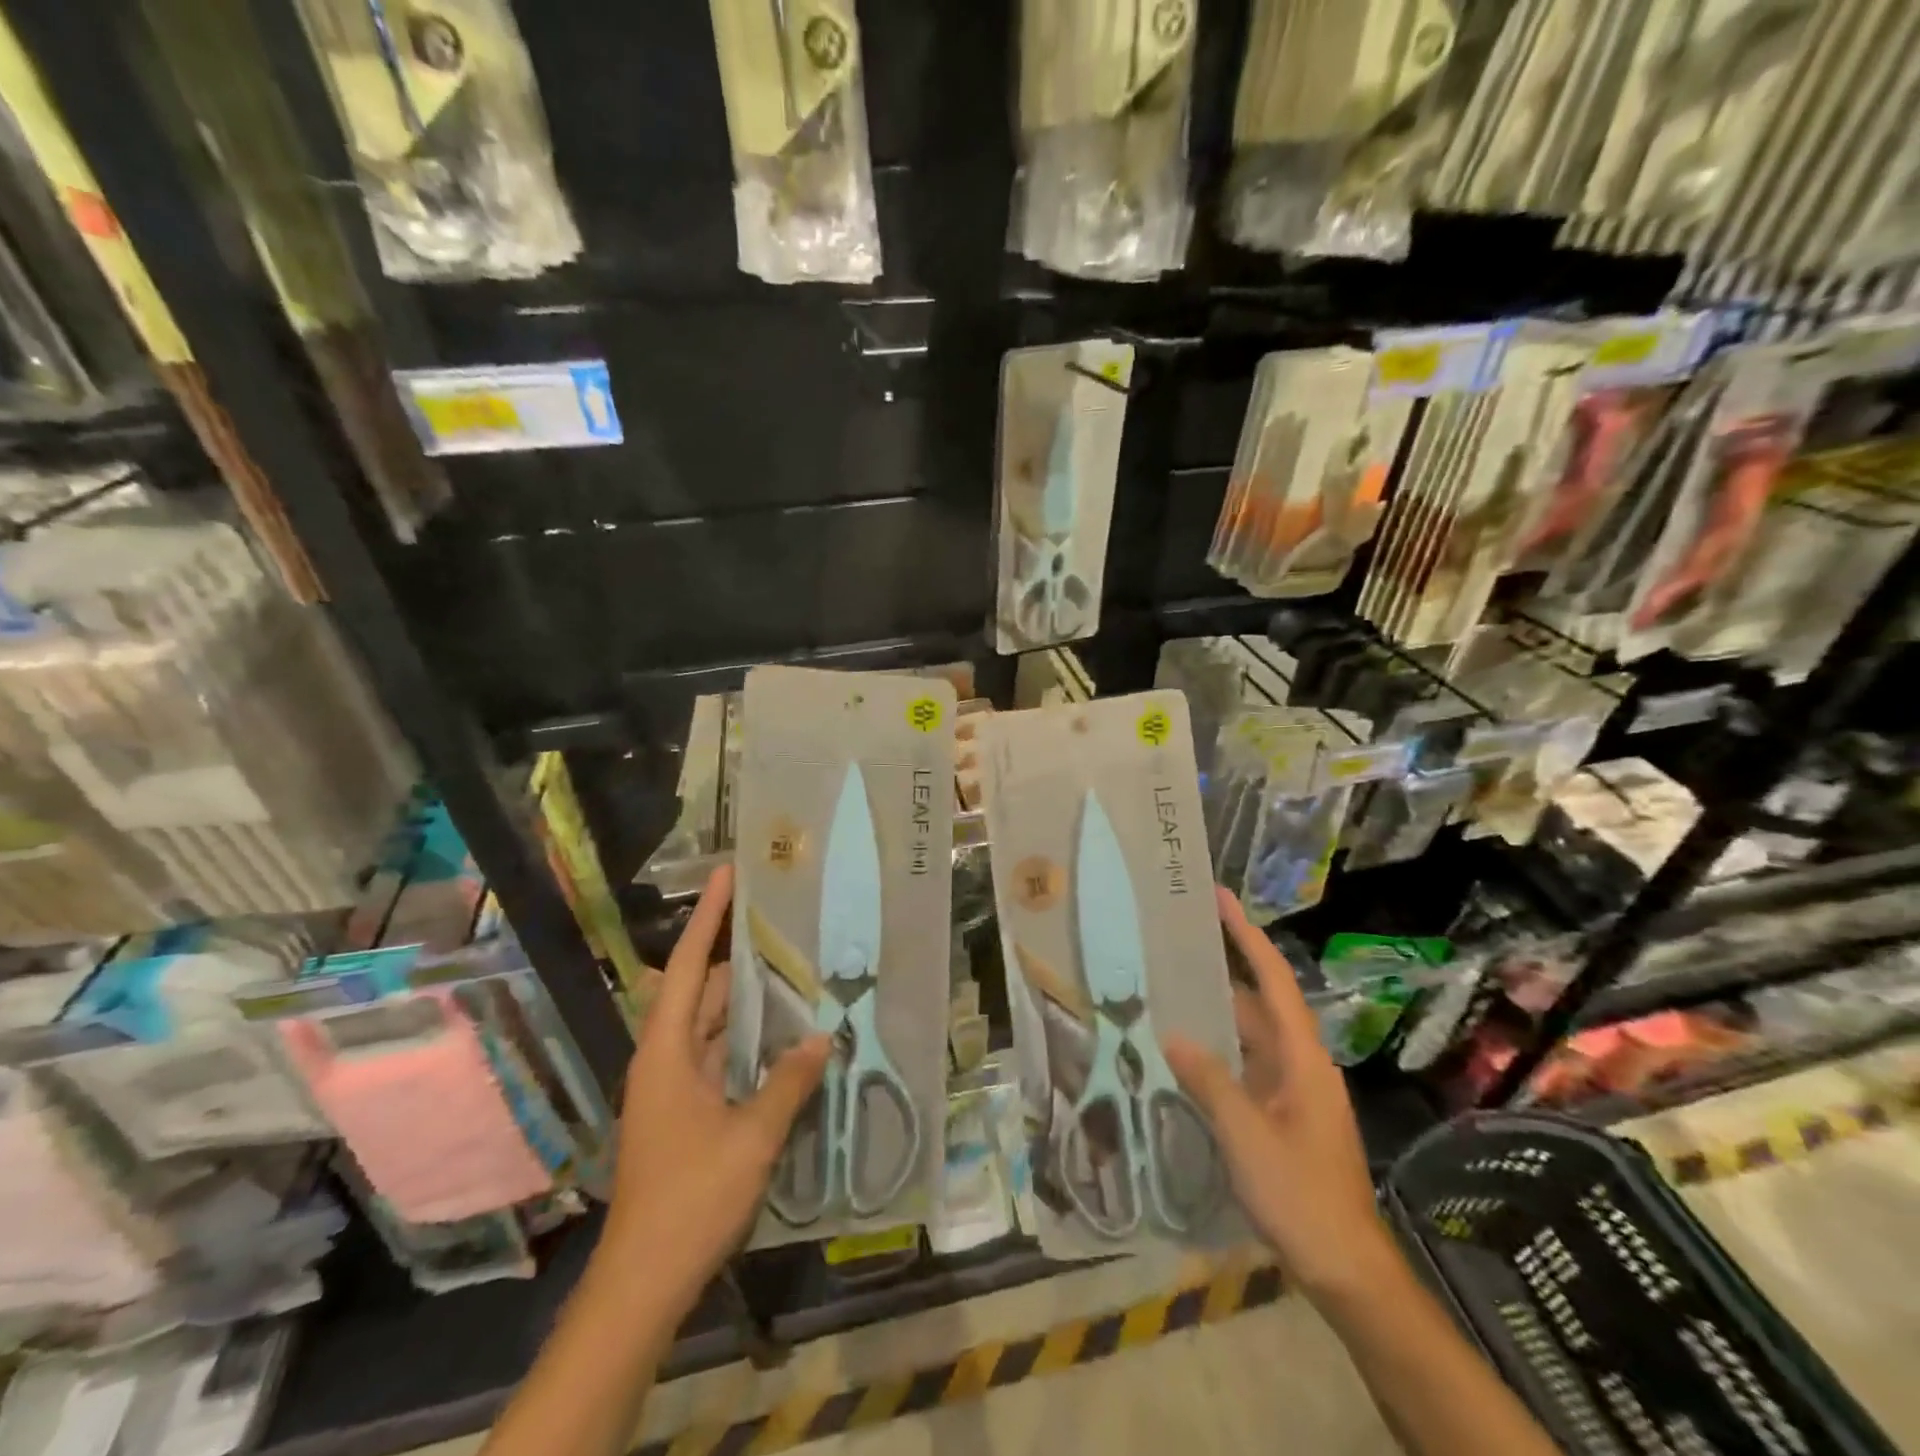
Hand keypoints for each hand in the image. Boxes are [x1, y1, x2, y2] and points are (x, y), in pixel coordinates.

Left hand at [600, 865, 828, 1317]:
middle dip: (740, 960)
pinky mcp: (686, 1111)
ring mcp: (674, 1086)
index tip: (728, 875)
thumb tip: (822, 1037)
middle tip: (789, 930)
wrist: (643, 1280)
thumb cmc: (690, 1198)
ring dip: (748, 1004)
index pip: (685, 967)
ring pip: (713, 1026)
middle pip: (702, 992)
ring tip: (796, 974)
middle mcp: (665, 1058)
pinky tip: (785, 1039)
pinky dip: (748, 1041)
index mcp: (666, 1051)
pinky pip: (720, 1057)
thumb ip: (788, 1082)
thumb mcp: (751, 1137)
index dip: (708, 918)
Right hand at [1165, 887, 1398, 1304]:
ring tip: (1170, 985)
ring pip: (1249, 1036)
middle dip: (1224, 967)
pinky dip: (1216, 1050)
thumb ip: (1209, 1081)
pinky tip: (1184, 1050)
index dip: (1247, 936)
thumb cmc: (1301, 1195)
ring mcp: (1292, 1090)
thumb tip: (1172, 1035)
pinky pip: (1245, 1065)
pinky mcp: (1282, 1114)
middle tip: (1178, 940)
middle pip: (1259, 1002)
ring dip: (1216, 1011)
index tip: (1220, 899)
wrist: (1346, 1268)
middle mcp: (1300, 1063)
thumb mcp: (1246, 1136)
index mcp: (1302, 1057)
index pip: (1274, 980)